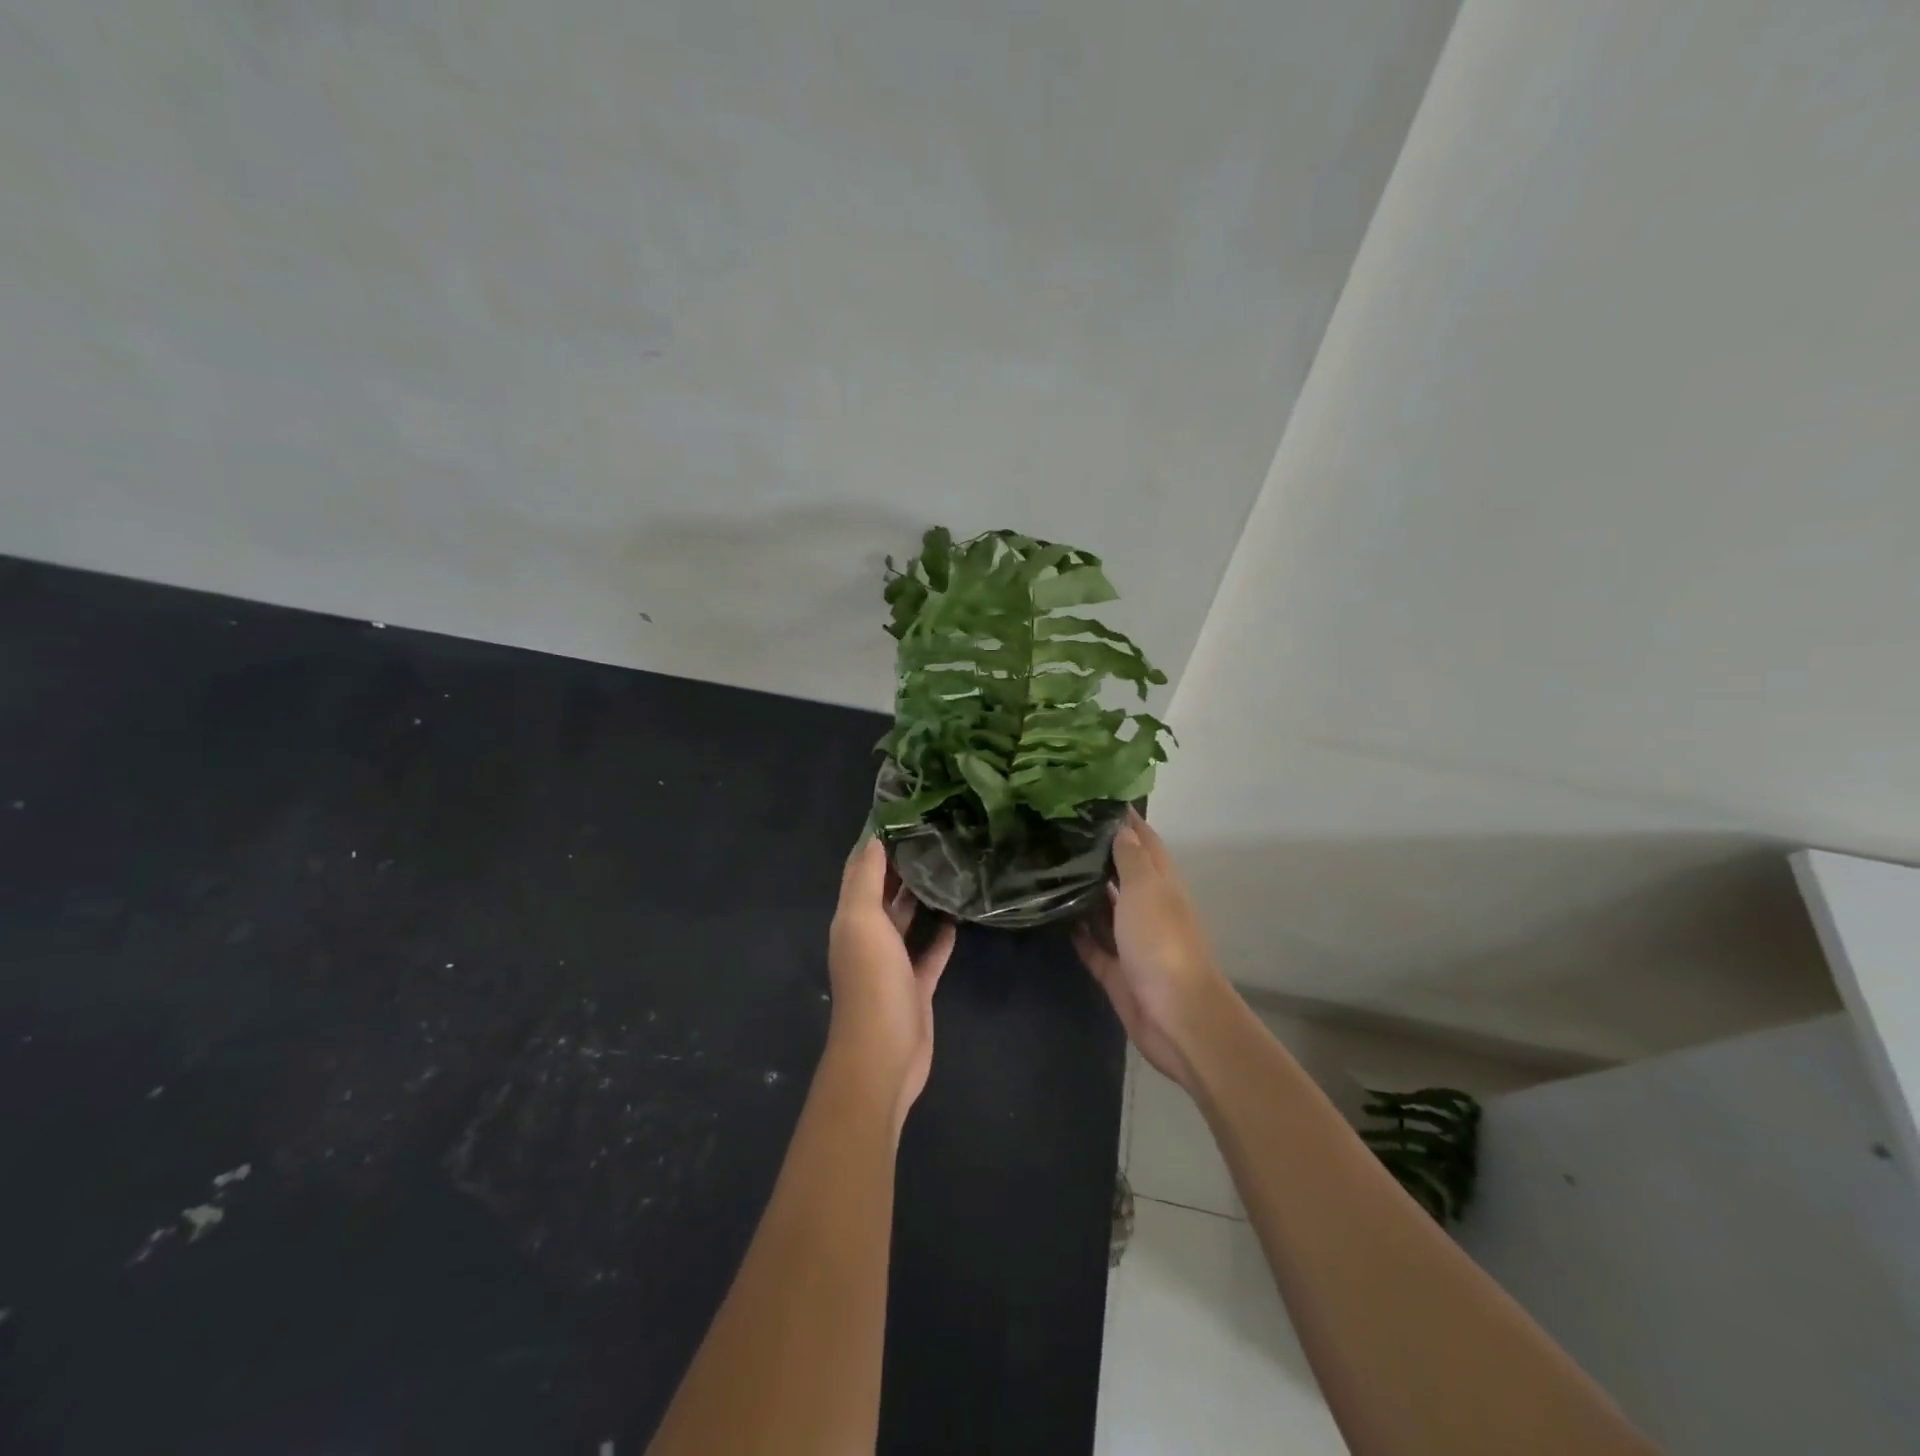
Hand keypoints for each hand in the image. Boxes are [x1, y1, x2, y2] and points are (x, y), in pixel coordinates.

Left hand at [826, 838, 956, 1131]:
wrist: (884, 1054)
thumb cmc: (871, 981)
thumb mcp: (862, 921)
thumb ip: (866, 880)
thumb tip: (873, 838)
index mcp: (851, 920)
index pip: (859, 872)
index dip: (873, 844)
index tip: (900, 813)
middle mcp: (868, 938)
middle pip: (883, 895)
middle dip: (900, 867)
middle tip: (932, 835)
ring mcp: (892, 965)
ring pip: (906, 922)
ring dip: (920, 899)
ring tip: (948, 868)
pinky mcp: (916, 986)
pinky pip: (930, 954)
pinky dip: (941, 937)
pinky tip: (958, 917)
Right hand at [1073, 810, 1230, 1092]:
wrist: (1176, 1017)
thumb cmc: (1162, 944)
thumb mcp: (1147, 890)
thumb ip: (1132, 859)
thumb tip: (1121, 828)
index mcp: (1161, 885)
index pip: (1144, 842)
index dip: (1125, 821)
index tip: (1095, 799)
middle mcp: (1148, 908)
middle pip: (1123, 874)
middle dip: (1098, 853)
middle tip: (1058, 832)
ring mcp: (1132, 941)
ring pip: (1105, 909)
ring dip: (1083, 891)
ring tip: (1047, 866)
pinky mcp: (1116, 971)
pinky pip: (1092, 945)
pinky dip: (1076, 931)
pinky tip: (1050, 916)